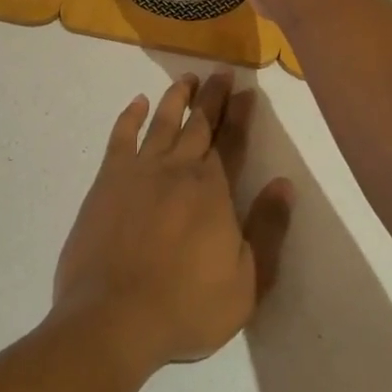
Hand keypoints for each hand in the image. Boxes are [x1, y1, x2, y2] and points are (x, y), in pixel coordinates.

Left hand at [53, 73, 291, 372]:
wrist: (113, 318)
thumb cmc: (187, 306)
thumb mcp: (248, 281)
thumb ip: (267, 229)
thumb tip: (284, 184)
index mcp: (214, 190)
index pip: (232, 142)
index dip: (240, 115)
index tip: (246, 90)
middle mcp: (178, 169)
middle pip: (199, 124)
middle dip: (212, 97)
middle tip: (221, 73)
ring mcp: (139, 172)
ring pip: (161, 122)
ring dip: (176, 98)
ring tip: (186, 79)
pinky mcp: (107, 181)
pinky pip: (121, 138)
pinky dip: (130, 117)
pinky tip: (136, 103)